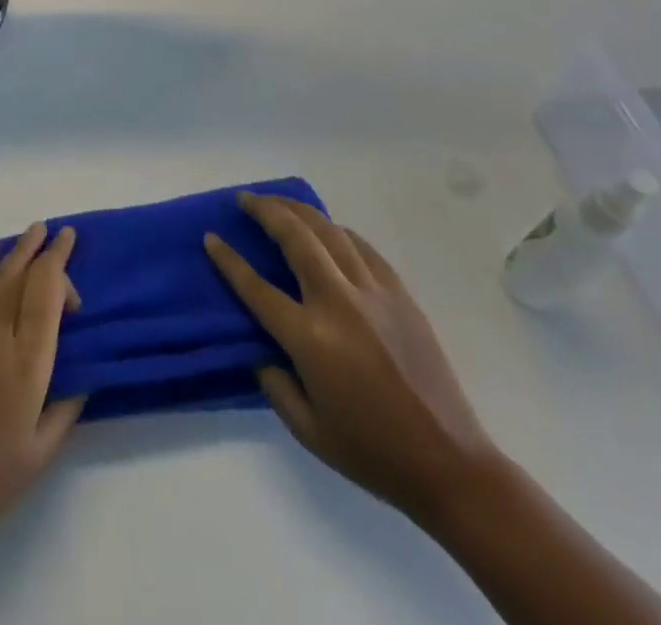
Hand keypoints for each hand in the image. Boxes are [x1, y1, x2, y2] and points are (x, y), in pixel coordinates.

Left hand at [0, 222, 83, 561]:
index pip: (48, 287)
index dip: (62, 264)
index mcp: (26, 355)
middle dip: (42, 247)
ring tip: (29, 235)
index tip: (71, 260)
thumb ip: (66, 406)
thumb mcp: (40, 451)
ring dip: (14, 250)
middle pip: (21, 269)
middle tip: (56, 232)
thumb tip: (80, 374)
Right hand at [204, 193, 499, 521]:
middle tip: (244, 198)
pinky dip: (337, 231)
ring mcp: (373, 293)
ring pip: (329, 231)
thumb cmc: (371, 452)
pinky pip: (361, 247)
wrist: (450, 463)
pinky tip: (326, 229)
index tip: (210, 236)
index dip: (228, 260)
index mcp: (310, 338)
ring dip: (298, 210)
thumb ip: (273, 382)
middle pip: (295, 237)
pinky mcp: (400, 293)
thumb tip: (260, 347)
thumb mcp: (307, 430)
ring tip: (277, 201)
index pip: (256, 287)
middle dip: (265, 210)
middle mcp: (338, 303)